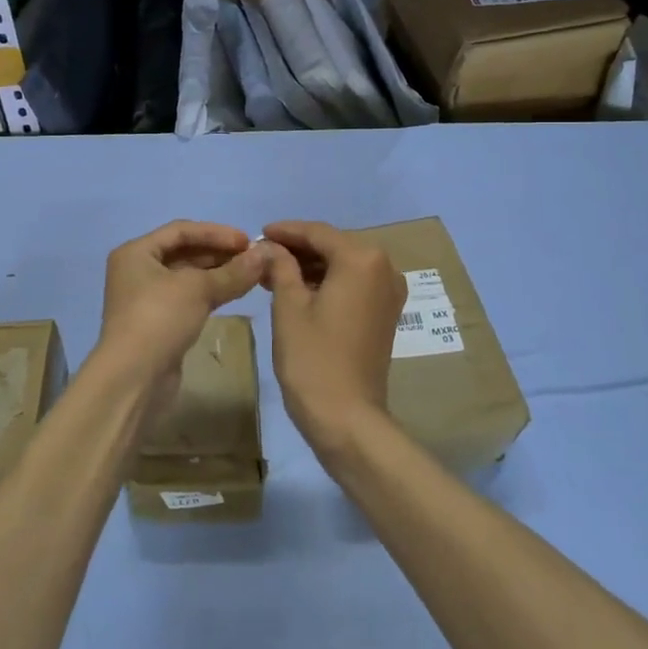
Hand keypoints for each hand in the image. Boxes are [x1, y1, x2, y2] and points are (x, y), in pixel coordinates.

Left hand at [98, 220, 267, 389]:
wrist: (134, 378)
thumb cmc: (159, 319)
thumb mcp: (198, 289)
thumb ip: (232, 271)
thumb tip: (264, 255)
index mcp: (136, 252)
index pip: (181, 230)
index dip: (216, 232)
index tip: (247, 240)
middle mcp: (138, 271)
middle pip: (184, 252)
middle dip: (219, 253)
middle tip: (253, 258)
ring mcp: (146, 299)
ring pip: (188, 277)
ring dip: (218, 273)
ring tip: (250, 274)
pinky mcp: (158, 323)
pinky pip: (188, 298)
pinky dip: (210, 293)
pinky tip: (234, 293)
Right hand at [258, 221, 405, 462]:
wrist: (347, 417)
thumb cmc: (313, 358)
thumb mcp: (289, 307)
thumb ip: (281, 267)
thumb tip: (270, 247)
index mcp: (362, 260)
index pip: (318, 233)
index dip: (286, 231)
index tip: (258, 234)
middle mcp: (384, 268)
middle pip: (334, 246)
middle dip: (298, 249)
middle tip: (263, 255)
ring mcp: (389, 292)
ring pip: (344, 265)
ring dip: (312, 267)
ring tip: (274, 274)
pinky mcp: (386, 313)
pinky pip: (355, 284)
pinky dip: (328, 282)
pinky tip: (299, 290)